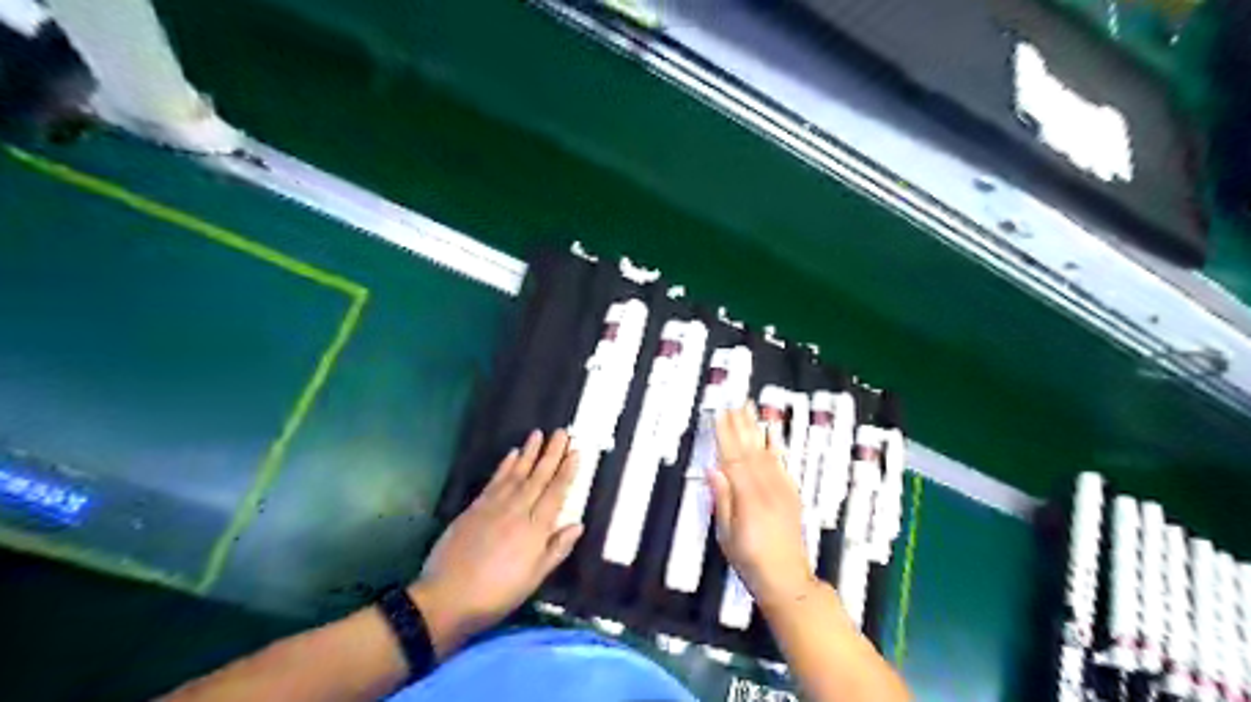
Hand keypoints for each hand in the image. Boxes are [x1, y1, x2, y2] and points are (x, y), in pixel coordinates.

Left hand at [413, 428, 586, 657]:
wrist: (446, 597)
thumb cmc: (496, 594)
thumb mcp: (534, 578)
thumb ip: (556, 549)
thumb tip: (577, 524)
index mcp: (535, 529)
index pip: (556, 493)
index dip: (567, 471)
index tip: (576, 452)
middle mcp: (517, 510)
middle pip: (539, 477)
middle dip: (552, 453)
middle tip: (562, 432)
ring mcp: (494, 506)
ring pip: (517, 473)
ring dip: (529, 452)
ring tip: (539, 434)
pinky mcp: (475, 507)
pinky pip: (495, 480)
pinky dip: (505, 465)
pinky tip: (512, 453)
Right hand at [707, 404, 816, 609]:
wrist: (787, 579)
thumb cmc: (749, 560)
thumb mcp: (726, 534)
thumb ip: (722, 499)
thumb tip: (712, 469)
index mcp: (747, 497)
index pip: (732, 458)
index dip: (725, 435)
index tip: (720, 414)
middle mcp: (765, 487)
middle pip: (749, 450)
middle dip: (740, 425)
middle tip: (735, 402)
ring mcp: (781, 489)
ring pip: (765, 452)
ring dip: (756, 429)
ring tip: (750, 409)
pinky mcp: (790, 493)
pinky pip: (782, 464)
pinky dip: (776, 446)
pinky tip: (773, 434)